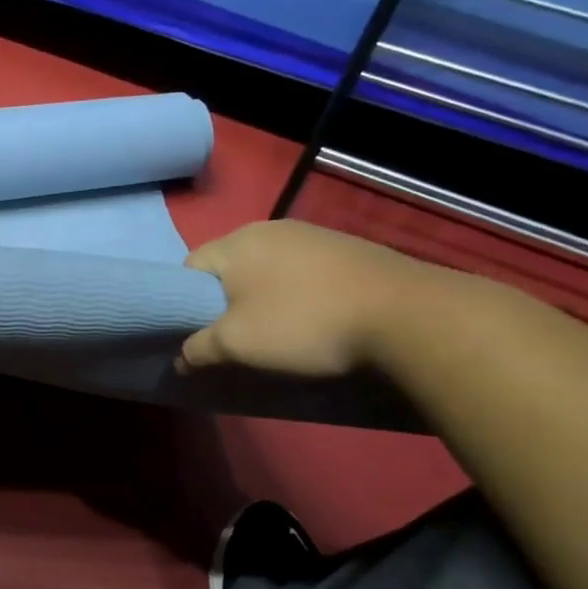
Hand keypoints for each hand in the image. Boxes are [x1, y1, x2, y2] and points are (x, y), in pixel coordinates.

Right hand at [178, 220, 430, 377]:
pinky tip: (315, 319)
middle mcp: (269, 228)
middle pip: (228, 269)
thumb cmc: (303, 324)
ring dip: (264, 298)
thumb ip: (198, 349)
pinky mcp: (347, 248)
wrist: (408, 315)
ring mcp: (312, 235)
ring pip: (267, 270)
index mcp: (235, 242)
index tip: (199, 334)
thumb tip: (180, 359)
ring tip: (278, 332)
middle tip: (236, 338)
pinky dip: (298, 294)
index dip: (185, 304)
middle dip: (225, 302)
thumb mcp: (238, 345)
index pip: (189, 270)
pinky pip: (302, 272)